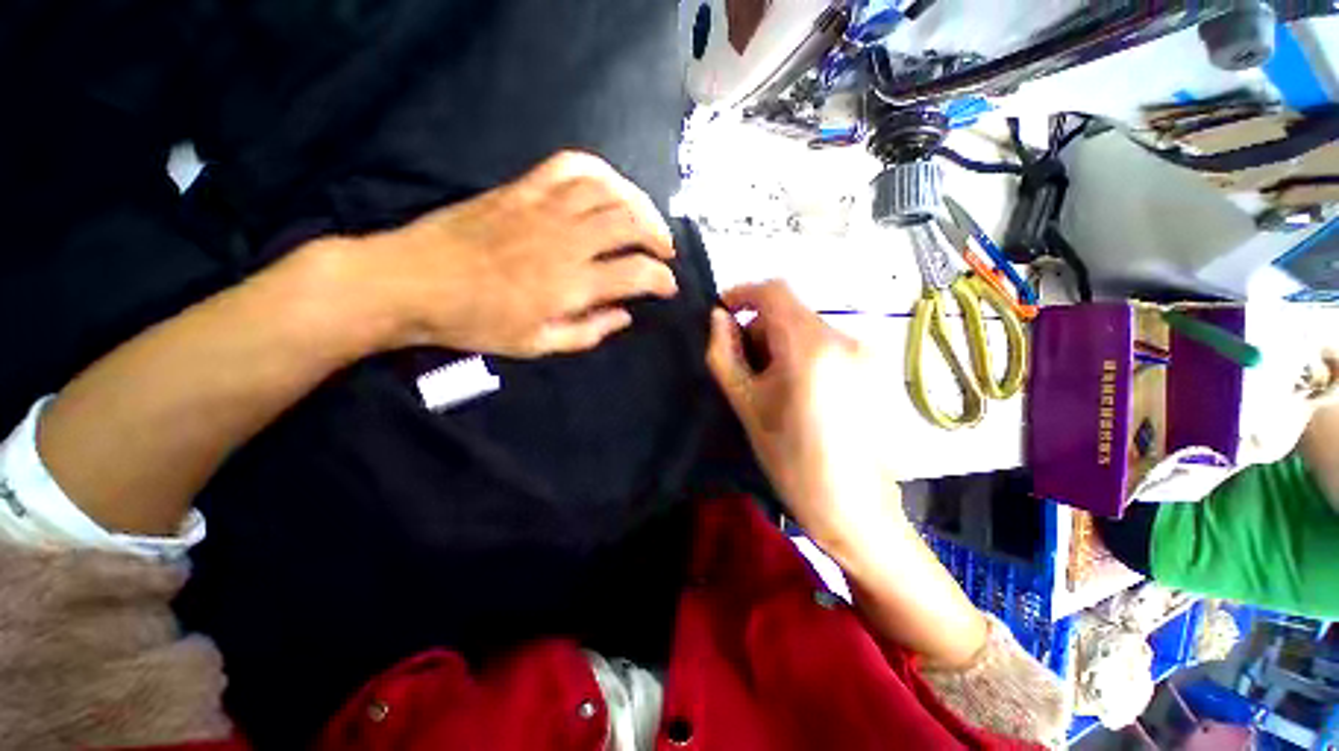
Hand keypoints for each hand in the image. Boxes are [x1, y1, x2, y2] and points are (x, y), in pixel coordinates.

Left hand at [352, 151, 678, 357]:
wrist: (413, 282)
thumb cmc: (477, 322)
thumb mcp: (538, 345)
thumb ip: (588, 332)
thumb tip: (625, 316)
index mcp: (571, 284)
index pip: (636, 274)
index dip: (661, 280)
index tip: (668, 287)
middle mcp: (566, 240)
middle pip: (631, 224)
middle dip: (659, 237)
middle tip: (665, 252)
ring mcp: (544, 208)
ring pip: (609, 191)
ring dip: (638, 203)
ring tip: (647, 220)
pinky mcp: (523, 188)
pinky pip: (572, 166)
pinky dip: (601, 172)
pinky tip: (610, 187)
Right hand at [706, 280, 900, 557]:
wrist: (853, 506)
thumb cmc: (790, 458)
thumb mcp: (746, 404)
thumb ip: (724, 353)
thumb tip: (718, 318)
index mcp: (811, 346)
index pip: (774, 291)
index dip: (743, 293)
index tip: (722, 312)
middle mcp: (844, 337)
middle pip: (789, 311)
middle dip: (759, 328)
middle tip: (743, 365)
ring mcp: (864, 351)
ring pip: (806, 327)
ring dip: (779, 342)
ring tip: (769, 383)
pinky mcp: (871, 366)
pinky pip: (825, 343)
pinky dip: (800, 352)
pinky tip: (795, 388)